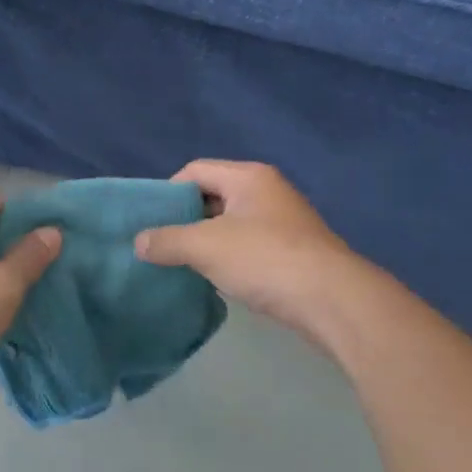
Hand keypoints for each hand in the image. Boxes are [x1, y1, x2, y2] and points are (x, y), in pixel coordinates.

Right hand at [135, 161, 367, 342]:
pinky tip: (217, 281)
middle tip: (161, 245)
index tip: (151, 222)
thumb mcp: (205, 246)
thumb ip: (167, 240)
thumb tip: (139, 242)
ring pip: (231, 225)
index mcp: (248, 177)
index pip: (195, 170)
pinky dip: (229, 259)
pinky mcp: (294, 252)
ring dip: (207, 243)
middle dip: (186, 219)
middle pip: (213, 196)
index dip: (168, 192)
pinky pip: (249, 247)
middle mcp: (268, 192)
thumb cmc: (265, 259)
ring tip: (183, 266)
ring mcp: (284, 222)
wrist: (333, 301)